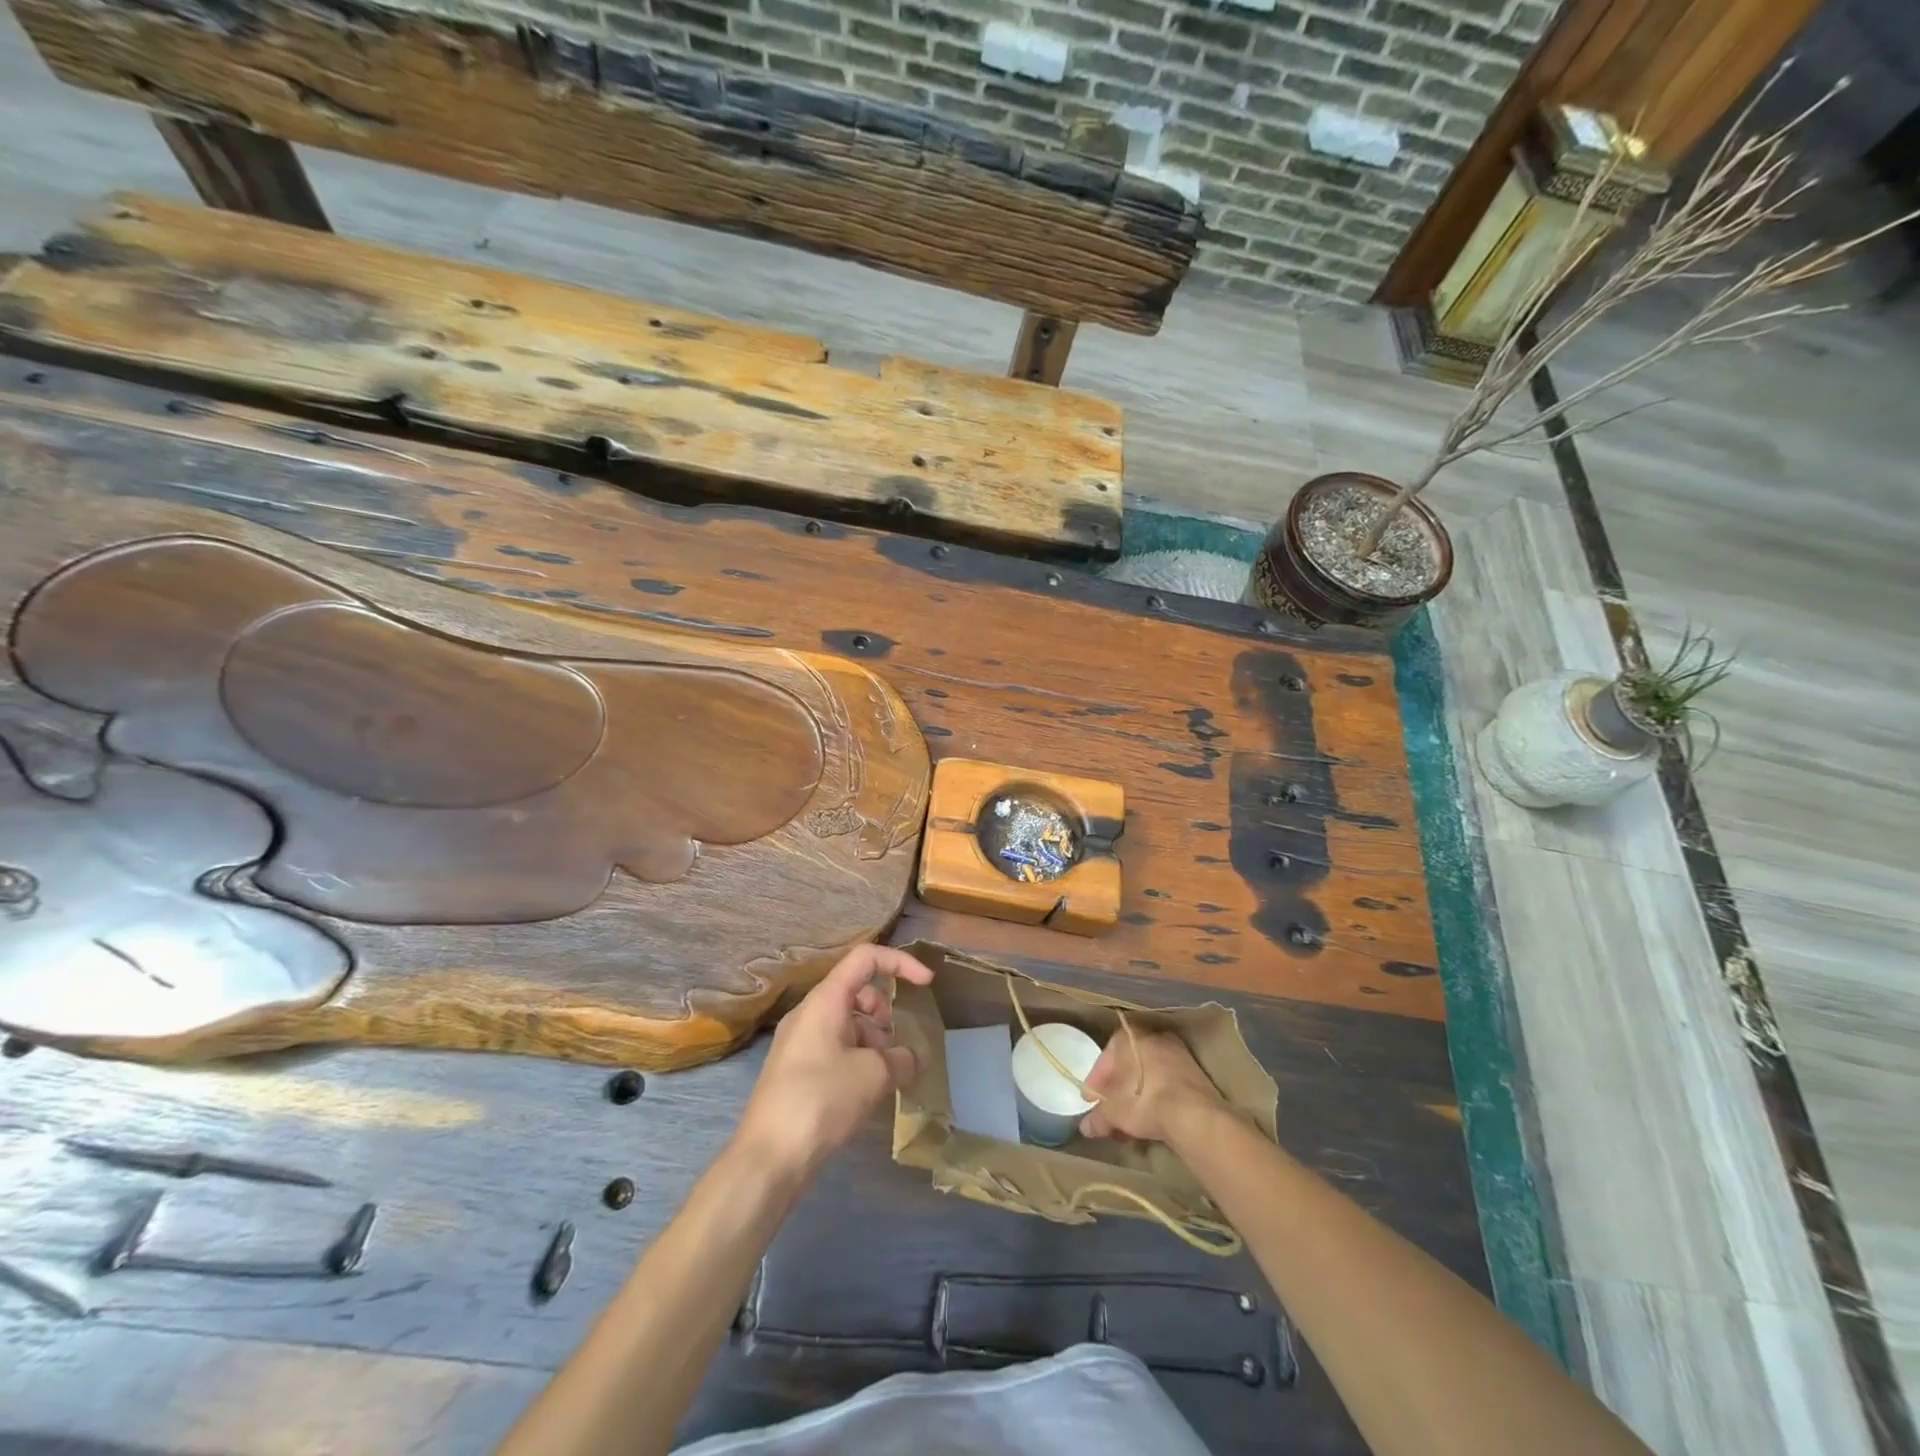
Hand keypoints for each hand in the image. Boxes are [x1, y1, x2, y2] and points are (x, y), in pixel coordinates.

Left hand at [735, 944, 933, 1180]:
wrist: (769, 1158)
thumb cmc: (821, 1100)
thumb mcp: (874, 1076)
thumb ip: (902, 1060)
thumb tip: (912, 1059)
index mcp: (825, 1000)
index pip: (866, 959)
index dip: (901, 963)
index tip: (927, 984)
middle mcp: (810, 1013)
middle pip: (858, 992)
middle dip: (885, 1014)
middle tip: (894, 1049)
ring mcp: (800, 1042)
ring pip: (848, 1023)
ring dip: (873, 1041)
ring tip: (883, 1078)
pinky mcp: (797, 1070)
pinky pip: (836, 1047)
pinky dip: (858, 1059)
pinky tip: (865, 1093)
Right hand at [1080, 1027, 1228, 1145]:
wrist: (1195, 1116)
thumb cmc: (1146, 1102)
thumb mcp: (1115, 1112)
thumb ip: (1099, 1117)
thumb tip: (1085, 1127)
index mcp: (1131, 1036)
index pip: (1107, 1054)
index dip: (1097, 1079)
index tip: (1092, 1099)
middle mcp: (1155, 1038)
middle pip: (1129, 1064)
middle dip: (1118, 1090)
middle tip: (1109, 1111)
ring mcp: (1178, 1055)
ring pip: (1149, 1075)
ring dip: (1138, 1097)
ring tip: (1129, 1123)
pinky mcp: (1196, 1075)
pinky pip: (1167, 1084)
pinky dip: (1157, 1100)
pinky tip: (1152, 1120)